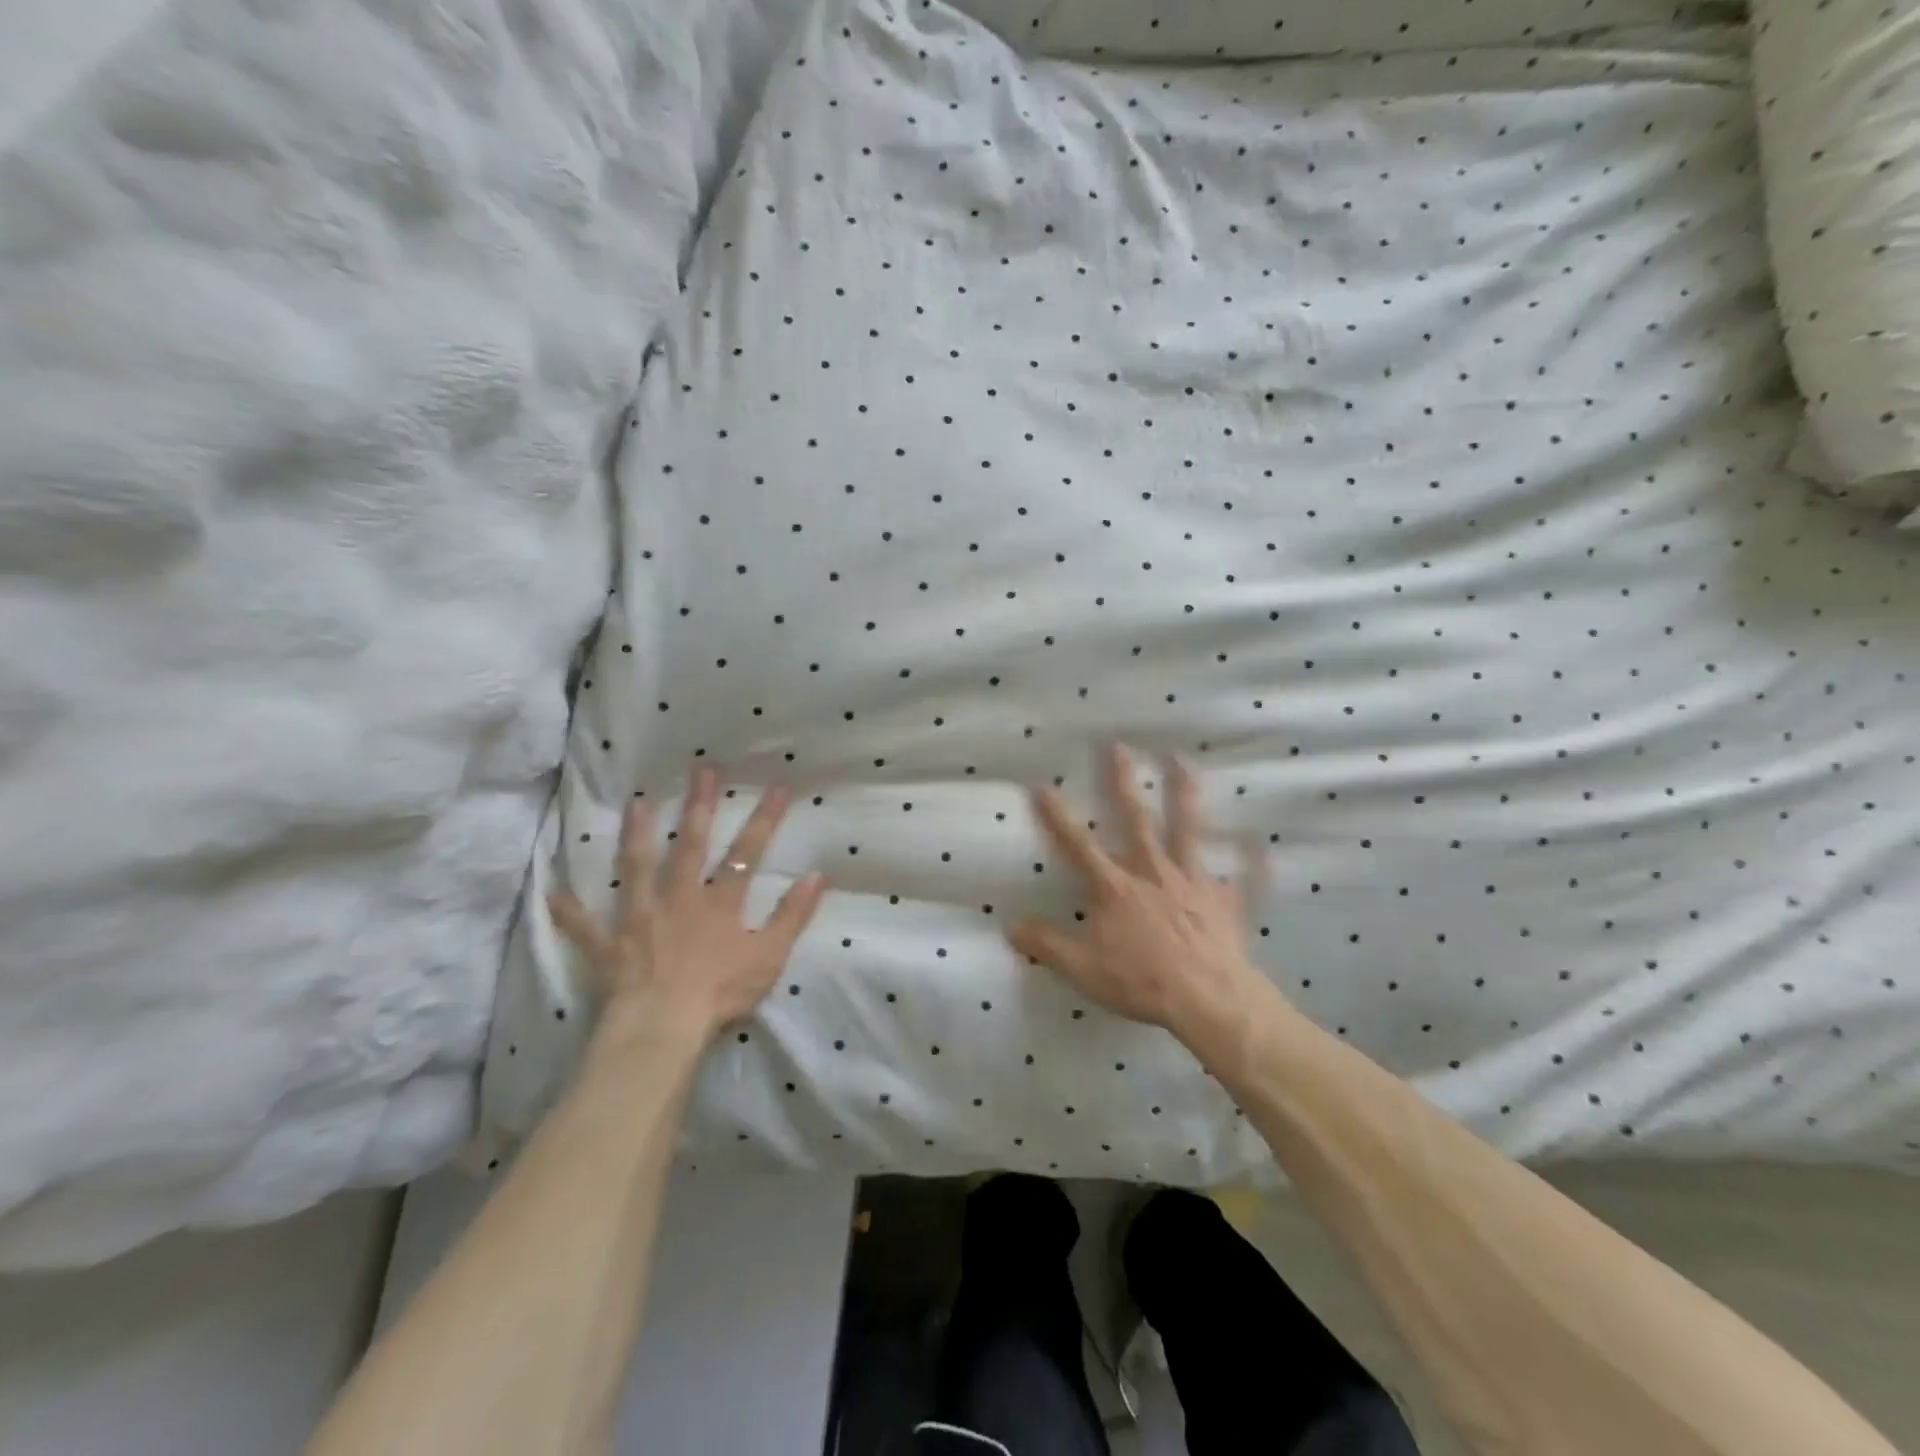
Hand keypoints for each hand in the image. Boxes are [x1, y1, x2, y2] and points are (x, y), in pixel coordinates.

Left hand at [547, 769, 827, 1045]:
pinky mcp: (610, 946)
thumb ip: (792, 915)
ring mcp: (641, 919)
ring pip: (637, 869)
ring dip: (637, 836)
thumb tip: (817, 875)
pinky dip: (570, 912)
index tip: (776, 785)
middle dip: (699, 807)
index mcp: (720, 903)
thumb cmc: (720, 993)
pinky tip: (551, 892)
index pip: (747, 853)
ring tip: (637, 803)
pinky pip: (585, 927)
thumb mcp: (769, 956)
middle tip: (702, 771)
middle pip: (691, 846)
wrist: (664, 1027)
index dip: (764, 819)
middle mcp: (680, 899)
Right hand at [1009, 744, 1272, 1050]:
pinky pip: (1240, 876)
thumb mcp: (1083, 970)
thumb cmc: (1142, 982)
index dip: (1057, 816)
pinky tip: (1258, 840)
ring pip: (1187, 829)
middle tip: (1119, 745)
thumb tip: (1012, 926)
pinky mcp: (1223, 900)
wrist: (1208, 999)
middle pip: (1135, 819)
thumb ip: (1048, 945)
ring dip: (1184, 794)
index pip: (1078, 845)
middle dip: (1123, 782)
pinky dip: (1249, 859)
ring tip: (1181, 761)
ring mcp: (1192, 881)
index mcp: (1115, 888)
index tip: (1042, 784)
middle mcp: (1152, 872)